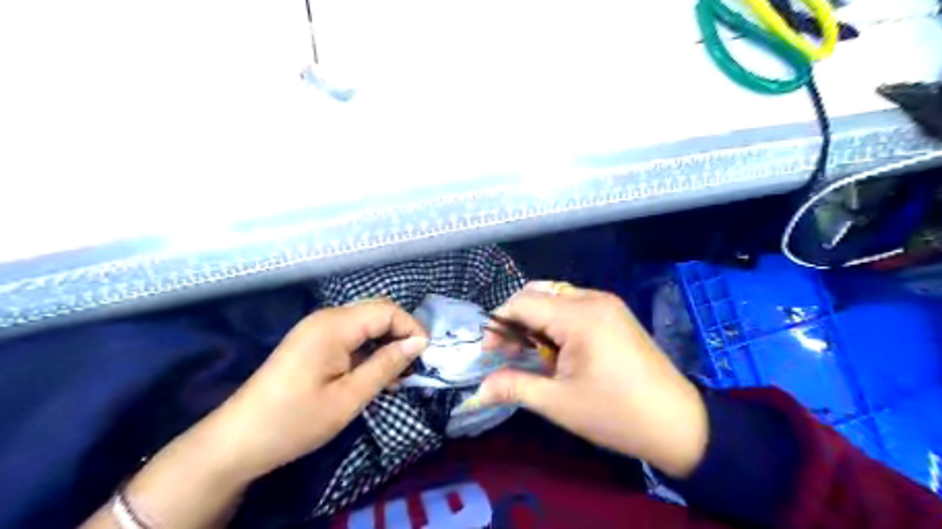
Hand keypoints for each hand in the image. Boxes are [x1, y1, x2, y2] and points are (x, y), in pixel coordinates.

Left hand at [80, 301, 427, 528]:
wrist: (237, 441)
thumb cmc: (295, 421)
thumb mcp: (349, 397)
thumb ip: (386, 365)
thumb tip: (419, 343)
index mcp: (334, 325)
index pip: (387, 311)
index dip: (411, 328)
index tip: (426, 356)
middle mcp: (326, 318)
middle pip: (376, 312)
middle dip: (401, 333)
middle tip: (414, 365)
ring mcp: (316, 328)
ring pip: (365, 323)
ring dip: (386, 343)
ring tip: (398, 374)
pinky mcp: (311, 342)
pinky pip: (350, 335)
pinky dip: (368, 349)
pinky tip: (375, 374)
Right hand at [479, 283, 705, 475]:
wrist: (679, 424)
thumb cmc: (615, 414)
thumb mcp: (559, 403)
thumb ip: (514, 387)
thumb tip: (479, 390)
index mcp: (579, 315)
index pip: (523, 302)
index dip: (499, 323)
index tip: (490, 352)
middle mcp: (593, 299)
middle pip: (538, 294)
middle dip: (516, 320)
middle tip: (510, 352)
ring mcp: (608, 304)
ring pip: (556, 297)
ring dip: (536, 320)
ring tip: (532, 352)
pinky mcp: (616, 314)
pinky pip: (574, 305)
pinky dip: (556, 321)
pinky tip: (558, 348)